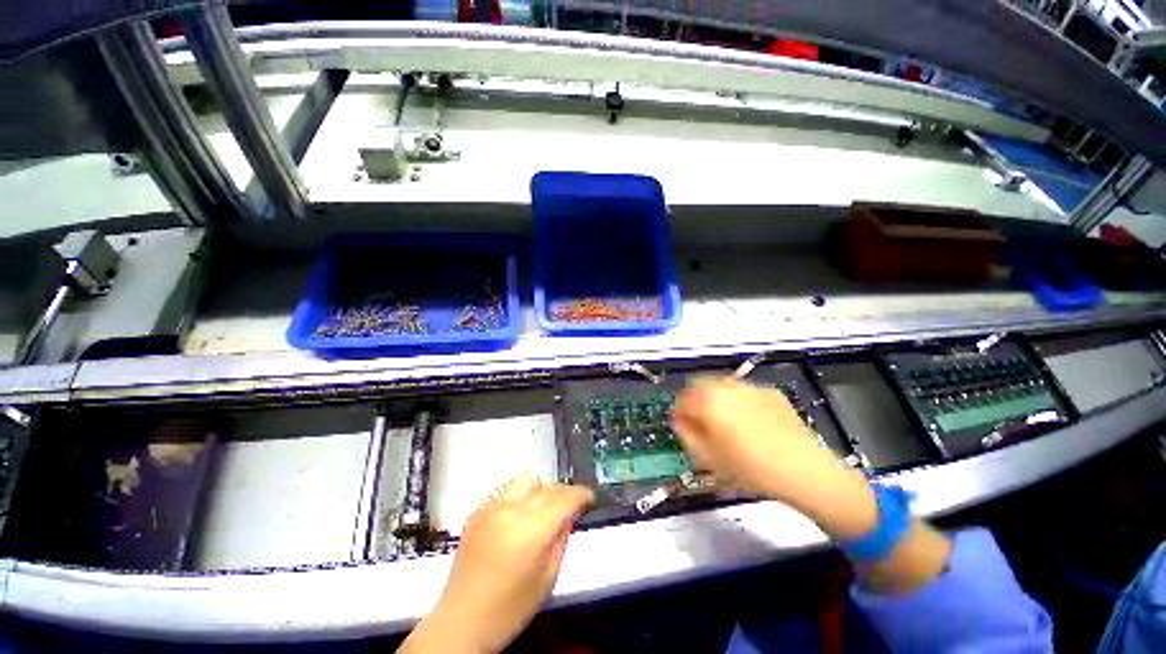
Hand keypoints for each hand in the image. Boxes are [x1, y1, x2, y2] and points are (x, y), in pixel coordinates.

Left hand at [399, 472, 593, 653]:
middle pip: (547, 485)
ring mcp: (491, 506)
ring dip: (540, 491)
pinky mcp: (477, 510)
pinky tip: (516, 520)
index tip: (589, 498)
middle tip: (567, 510)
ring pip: (526, 480)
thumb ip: (562, 536)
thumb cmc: (511, 607)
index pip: (565, 498)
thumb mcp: (548, 576)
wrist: (462, 620)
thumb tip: (571, 511)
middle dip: (562, 494)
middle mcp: (511, 509)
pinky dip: (519, 498)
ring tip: (540, 512)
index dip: (581, 494)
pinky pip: (506, 491)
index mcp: (531, 529)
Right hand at [672, 377, 877, 539]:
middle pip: (699, 385)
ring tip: (723, 421)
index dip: (678, 413)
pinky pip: (744, 391)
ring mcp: (750, 387)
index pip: (682, 399)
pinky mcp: (770, 392)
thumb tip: (679, 420)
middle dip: (694, 401)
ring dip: (714, 398)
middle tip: (700, 423)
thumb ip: (686, 435)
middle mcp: (727, 387)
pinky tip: (749, 421)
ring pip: (721, 385)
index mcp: (709, 402)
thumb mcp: (709, 459)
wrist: (805, 471)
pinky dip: (737, 400)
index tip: (682, 426)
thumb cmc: (751, 469)